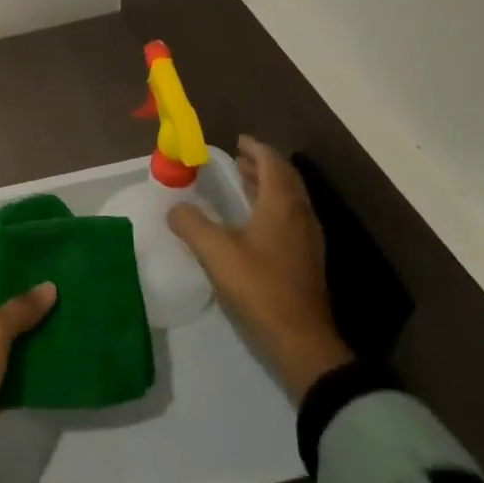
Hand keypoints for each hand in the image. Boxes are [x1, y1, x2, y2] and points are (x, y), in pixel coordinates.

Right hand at [170, 136, 354, 403]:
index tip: (238, 141)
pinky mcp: (306, 262)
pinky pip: (290, 219)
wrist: (301, 342)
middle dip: (262, 166)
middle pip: (285, 179)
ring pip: (290, 200)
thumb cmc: (259, 287)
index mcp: (282, 205)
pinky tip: (253, 224)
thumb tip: (175, 207)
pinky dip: (272, 208)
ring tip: (243, 185)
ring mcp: (308, 240)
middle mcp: (300, 215)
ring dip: (268, 187)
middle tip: (238, 160)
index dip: (256, 149)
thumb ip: (191, 224)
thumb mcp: (216, 252)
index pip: (273, 163)